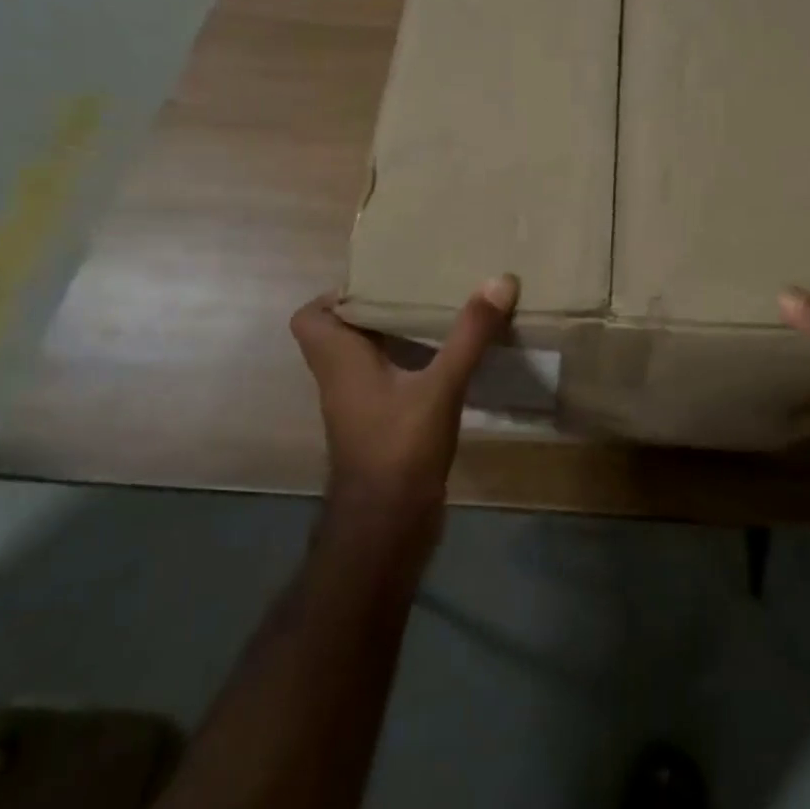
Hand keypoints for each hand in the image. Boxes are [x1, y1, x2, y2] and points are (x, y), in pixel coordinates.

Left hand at [290, 275, 519, 534]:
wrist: (388, 528)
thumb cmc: (400, 449)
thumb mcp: (441, 386)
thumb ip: (469, 334)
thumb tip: (499, 280)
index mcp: (339, 361)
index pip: (310, 317)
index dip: (337, 295)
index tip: (381, 280)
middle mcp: (342, 379)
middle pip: (344, 332)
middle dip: (379, 308)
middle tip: (420, 288)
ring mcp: (360, 406)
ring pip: (369, 357)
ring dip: (397, 336)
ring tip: (441, 313)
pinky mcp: (380, 426)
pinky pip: (390, 381)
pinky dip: (412, 365)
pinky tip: (450, 360)